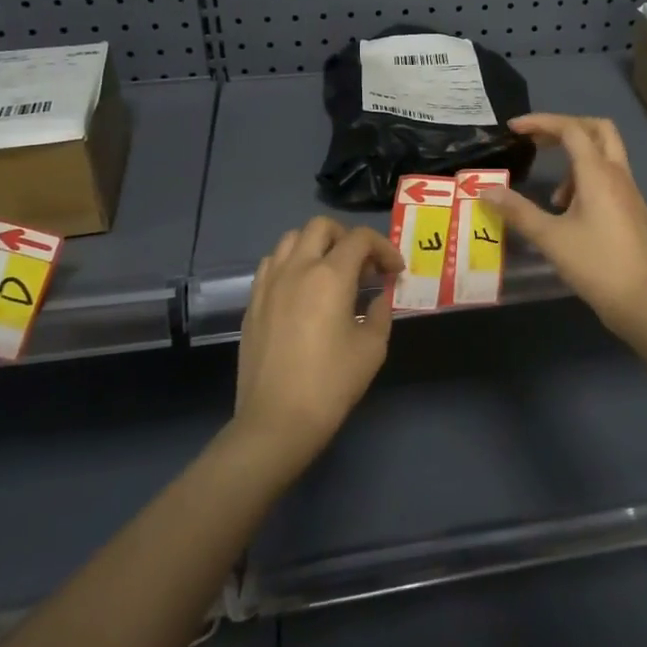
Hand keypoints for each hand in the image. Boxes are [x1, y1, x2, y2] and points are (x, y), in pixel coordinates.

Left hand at [234, 217, 403, 467]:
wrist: (276, 420)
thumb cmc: (331, 384)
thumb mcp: (371, 349)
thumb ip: (379, 314)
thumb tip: (378, 299)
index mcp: (330, 276)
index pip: (360, 239)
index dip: (383, 248)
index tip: (394, 271)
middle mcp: (297, 268)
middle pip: (321, 227)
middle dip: (347, 237)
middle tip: (363, 265)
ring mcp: (269, 283)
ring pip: (290, 239)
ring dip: (316, 245)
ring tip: (331, 271)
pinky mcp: (253, 302)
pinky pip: (272, 264)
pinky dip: (291, 263)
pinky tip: (302, 289)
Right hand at [484, 114, 646, 337]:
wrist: (643, 301)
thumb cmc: (595, 265)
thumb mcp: (550, 238)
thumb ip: (517, 211)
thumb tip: (485, 191)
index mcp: (598, 174)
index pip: (571, 129)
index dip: (541, 122)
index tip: (515, 129)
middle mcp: (618, 175)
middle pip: (598, 129)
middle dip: (566, 128)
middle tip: (539, 142)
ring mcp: (631, 193)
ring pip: (606, 156)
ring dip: (577, 161)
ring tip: (554, 198)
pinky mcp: (635, 211)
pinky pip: (611, 180)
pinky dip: (588, 182)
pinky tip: (572, 215)